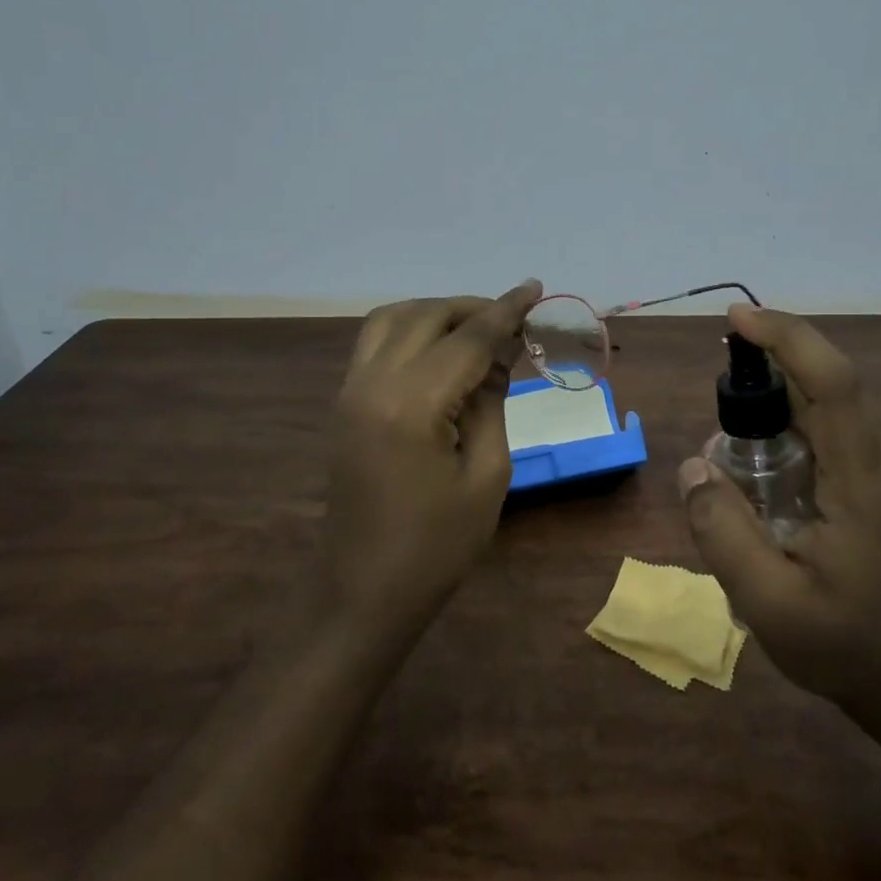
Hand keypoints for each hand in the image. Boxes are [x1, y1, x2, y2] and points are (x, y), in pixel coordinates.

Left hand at [323, 281, 542, 640]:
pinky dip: (411, 330)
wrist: (364, 591)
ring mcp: (350, 391)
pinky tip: (441, 351)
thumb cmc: (437, 546)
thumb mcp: (487, 476)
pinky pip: (376, 343)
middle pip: (425, 316)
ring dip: (437, 313)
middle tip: (513, 321)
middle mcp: (372, 384)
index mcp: (411, 405)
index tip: (536, 288)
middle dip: (473, 308)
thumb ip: (492, 403)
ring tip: (477, 330)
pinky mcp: (344, 404)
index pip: (467, 339)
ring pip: (392, 320)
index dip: (506, 311)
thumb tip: (498, 357)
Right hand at [677, 305, 880, 712]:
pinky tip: (768, 504)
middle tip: (719, 449)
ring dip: (771, 433)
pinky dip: (788, 453)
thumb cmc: (846, 648)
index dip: (787, 338)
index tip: (737, 319)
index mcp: (865, 483)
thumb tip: (693, 465)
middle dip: (761, 397)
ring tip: (741, 494)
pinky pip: (829, 448)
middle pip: (820, 397)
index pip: (834, 383)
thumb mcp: (767, 601)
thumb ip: (723, 530)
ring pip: (821, 424)